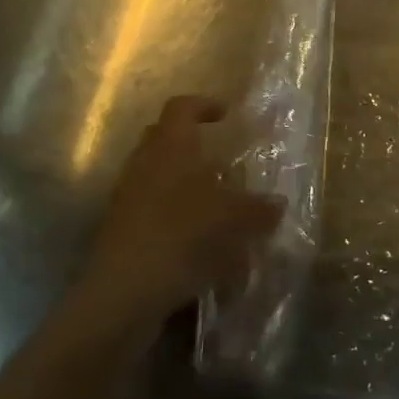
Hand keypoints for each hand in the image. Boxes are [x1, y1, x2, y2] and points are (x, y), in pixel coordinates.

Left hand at [77, 95, 285, 330]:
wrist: (123, 293)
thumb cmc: (180, 237)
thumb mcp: (231, 222)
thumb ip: (257, 210)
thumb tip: (277, 203)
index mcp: (169, 146)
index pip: (181, 107)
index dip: (203, 105)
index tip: (226, 114)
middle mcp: (144, 162)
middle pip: (164, 137)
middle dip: (191, 143)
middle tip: (220, 157)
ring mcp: (127, 196)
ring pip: (157, 174)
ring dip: (183, 181)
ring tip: (214, 202)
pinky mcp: (121, 228)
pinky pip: (150, 207)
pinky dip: (173, 213)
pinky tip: (197, 239)